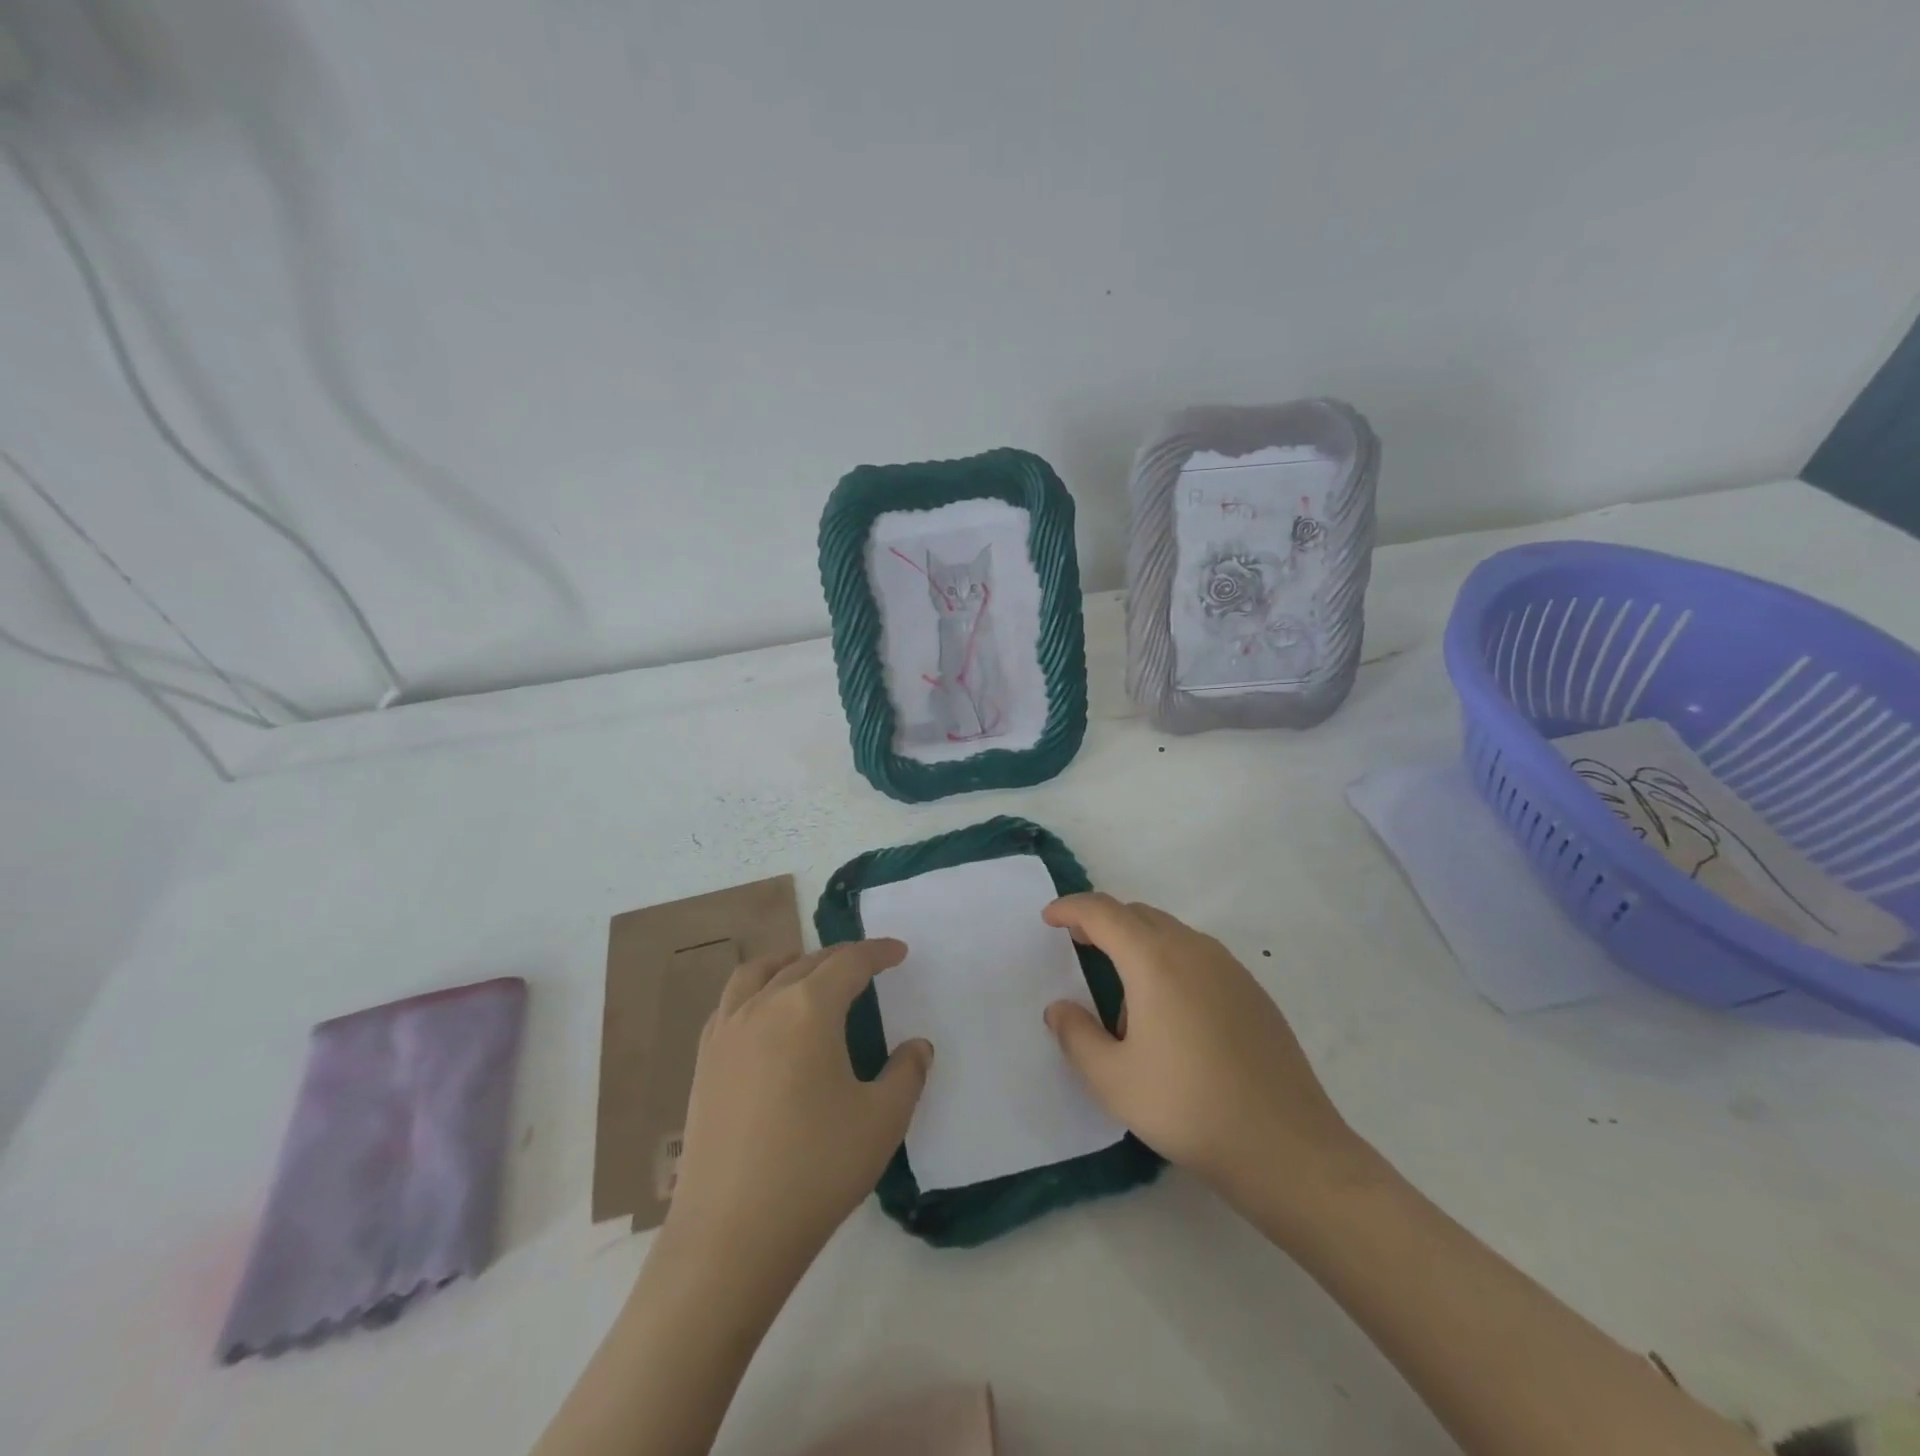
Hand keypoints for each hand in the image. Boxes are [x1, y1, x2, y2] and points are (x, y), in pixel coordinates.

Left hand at [664, 941, 931, 1277]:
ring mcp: (726, 1032)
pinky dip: (755, 991)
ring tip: (808, 973)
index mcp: (808, 1008)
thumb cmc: (816, 1169)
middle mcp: (764, 1005)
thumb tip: (917, 1046)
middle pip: (806, 963)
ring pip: (758, 973)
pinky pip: (731, 1003)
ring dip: (790, 963)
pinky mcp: (703, 1062)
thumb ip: (908, 1073)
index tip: (899, 953)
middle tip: (866, 966)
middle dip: (840, 958)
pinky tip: (764, 1017)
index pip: (849, 963)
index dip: (877, 953)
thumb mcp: (882, 1120)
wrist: (730, 1235)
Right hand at [1042, 894, 1365, 1207]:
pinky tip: (1170, 1013)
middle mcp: (1193, 949)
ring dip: (1138, 943)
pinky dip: (1170, 962)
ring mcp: (1229, 968)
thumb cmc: (1187, 1107)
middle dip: (1103, 922)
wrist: (1285, 1147)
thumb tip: (1060, 1008)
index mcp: (1154, 960)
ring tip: (1124, 995)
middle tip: (1078, 946)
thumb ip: (1076, 1035)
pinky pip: (1198, 956)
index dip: (1071, 908)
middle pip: (1138, 915)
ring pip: (1171, 933)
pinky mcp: (1253, 991)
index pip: (1103, 912)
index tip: (1049, 918)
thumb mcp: (1112, 1079)